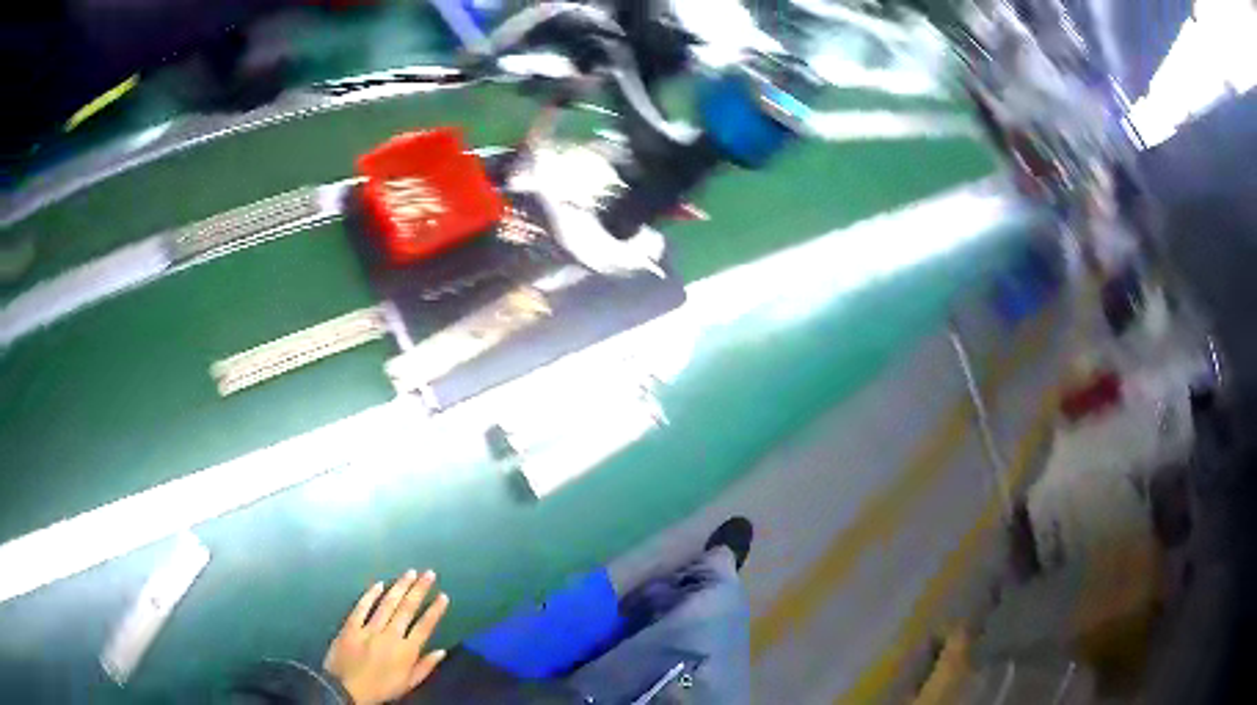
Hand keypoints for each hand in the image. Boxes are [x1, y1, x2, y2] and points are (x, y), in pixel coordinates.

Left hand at [324, 569, 450, 704]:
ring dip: (400, 587)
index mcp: (406, 651)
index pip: (424, 626)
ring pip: (387, 604)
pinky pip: (362, 607)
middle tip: (429, 573)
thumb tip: (441, 651)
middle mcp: (390, 636)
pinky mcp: (351, 626)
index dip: (435, 610)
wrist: (346, 689)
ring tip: (410, 573)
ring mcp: (369, 629)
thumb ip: (425, 667)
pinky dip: (370, 595)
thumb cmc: (381, 688)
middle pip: (407, 609)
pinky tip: (379, 584)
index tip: (443, 596)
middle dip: (419, 590)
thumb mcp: (408, 684)